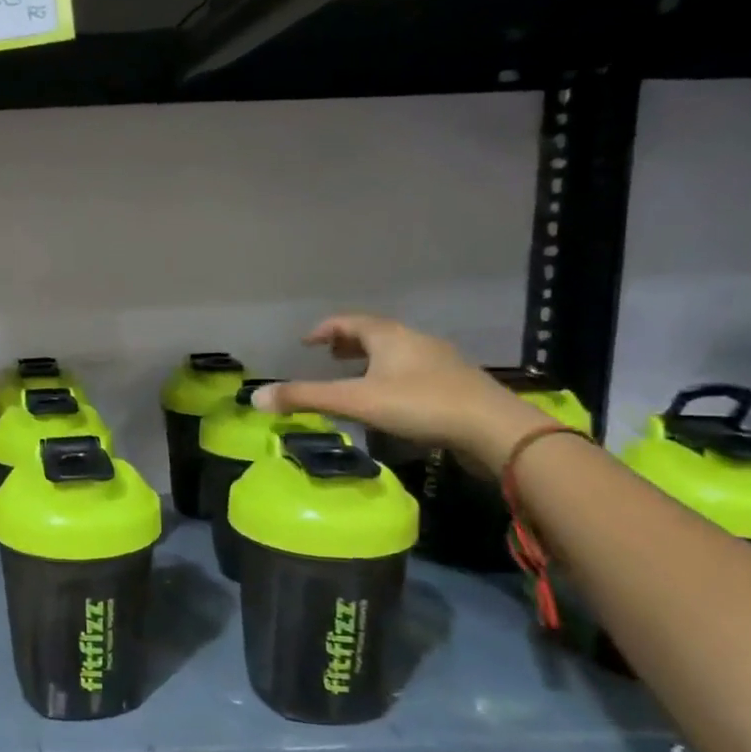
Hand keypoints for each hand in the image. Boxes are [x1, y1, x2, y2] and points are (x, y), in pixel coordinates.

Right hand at [252, 314, 550, 467]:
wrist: (494, 429)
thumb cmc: (420, 405)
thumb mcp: (355, 401)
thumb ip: (306, 398)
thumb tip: (255, 398)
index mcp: (390, 336)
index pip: (350, 322)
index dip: (325, 329)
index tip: (306, 341)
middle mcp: (415, 341)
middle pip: (376, 334)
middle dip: (349, 343)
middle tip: (328, 355)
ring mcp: (440, 363)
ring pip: (397, 353)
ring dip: (372, 360)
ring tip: (355, 377)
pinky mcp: (457, 386)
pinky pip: (414, 372)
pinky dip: (393, 377)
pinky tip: (391, 400)